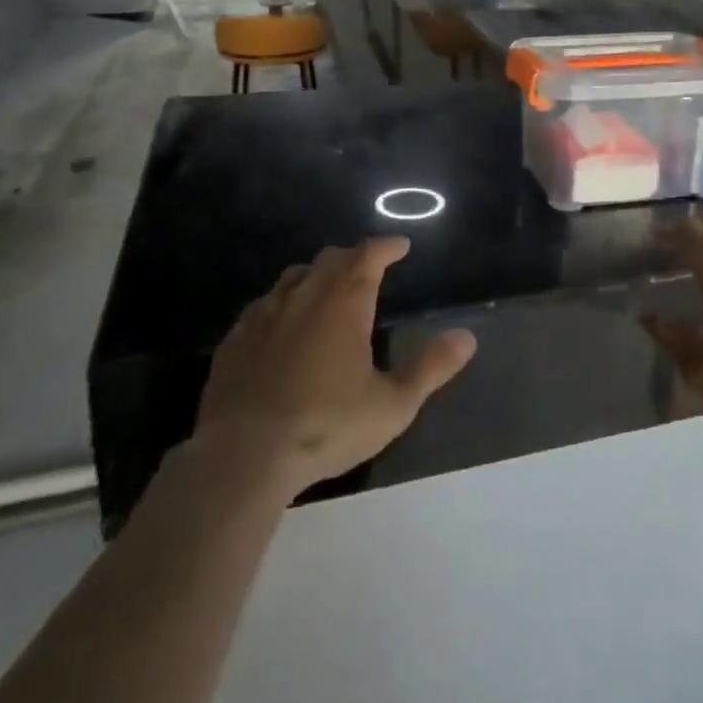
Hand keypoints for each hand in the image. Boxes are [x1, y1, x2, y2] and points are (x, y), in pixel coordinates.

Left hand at [193, 237, 476, 496]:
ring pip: (294, 277)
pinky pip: (262, 306)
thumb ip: (431, 368)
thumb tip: (467, 337)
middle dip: (353, 256)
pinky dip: (281, 304)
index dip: (386, 246)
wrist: (243, 456)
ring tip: (327, 290)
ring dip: (316, 275)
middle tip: (368, 267)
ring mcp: (264, 314)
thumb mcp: (392, 405)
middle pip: (331, 258)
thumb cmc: (326, 426)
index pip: (369, 254)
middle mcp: (305, 294)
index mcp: (344, 301)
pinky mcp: (235, 339)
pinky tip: (282, 326)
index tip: (400, 246)